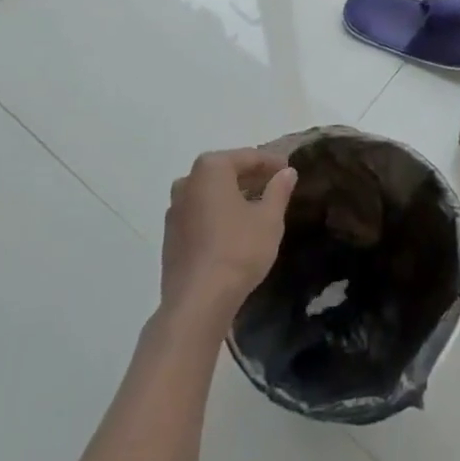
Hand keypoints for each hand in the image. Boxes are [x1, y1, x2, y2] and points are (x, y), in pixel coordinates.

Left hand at [160, 148, 297, 329]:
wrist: (196, 303)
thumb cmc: (238, 250)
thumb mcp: (269, 218)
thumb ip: (279, 190)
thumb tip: (287, 172)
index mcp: (211, 168)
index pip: (248, 157)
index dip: (271, 163)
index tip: (289, 170)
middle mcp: (187, 182)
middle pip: (226, 172)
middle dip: (251, 177)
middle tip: (275, 186)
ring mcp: (174, 209)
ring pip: (210, 193)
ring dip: (233, 196)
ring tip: (257, 207)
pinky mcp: (170, 236)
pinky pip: (199, 213)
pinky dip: (217, 214)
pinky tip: (234, 229)